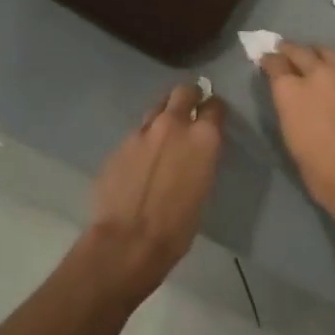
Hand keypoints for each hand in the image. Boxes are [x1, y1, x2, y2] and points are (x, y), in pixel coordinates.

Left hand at [84, 84, 223, 300]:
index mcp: (203, 136)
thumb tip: (197, 149)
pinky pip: (136, 134)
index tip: (213, 116)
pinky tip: (140, 161)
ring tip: (162, 137)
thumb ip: (201, 157)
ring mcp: (142, 132)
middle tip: (189, 110)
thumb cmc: (179, 224)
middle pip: (183, 92)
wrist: (129, 241)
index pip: (215, 105)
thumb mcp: (204, 186)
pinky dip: (142, 141)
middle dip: (188, 97)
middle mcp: (173, 124)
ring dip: (163, 117)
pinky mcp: (119, 145)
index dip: (214, 109)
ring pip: (156, 109)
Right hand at [260, 43, 334, 232]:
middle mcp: (319, 75)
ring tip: (316, 60)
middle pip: (302, 51)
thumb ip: (291, 110)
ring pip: (330, 55)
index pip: (274, 63)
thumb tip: (293, 100)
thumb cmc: (321, 172)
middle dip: (291, 50)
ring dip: (319, 56)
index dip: (269, 61)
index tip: (267, 60)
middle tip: (286, 50)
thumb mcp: (293, 140)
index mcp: (292, 90)